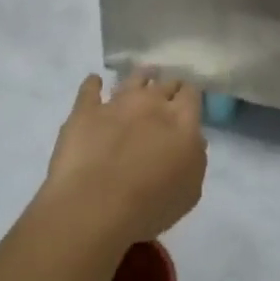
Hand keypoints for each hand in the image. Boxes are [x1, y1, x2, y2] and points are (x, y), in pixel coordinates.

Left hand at [41, 73, 206, 245]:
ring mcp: (116, 104)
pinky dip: (94, 84)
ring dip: (141, 76)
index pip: (191, 95)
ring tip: (145, 74)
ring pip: (132, 79)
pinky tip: (95, 81)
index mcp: (182, 121)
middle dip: (168, 86)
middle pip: (165, 84)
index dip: (190, 96)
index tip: (189, 102)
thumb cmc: (150, 205)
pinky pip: (89, 89)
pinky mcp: (84, 111)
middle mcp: (151, 103)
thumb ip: (195, 159)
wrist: (95, 206)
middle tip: (168, 92)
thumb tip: (192, 141)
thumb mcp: (190, 190)